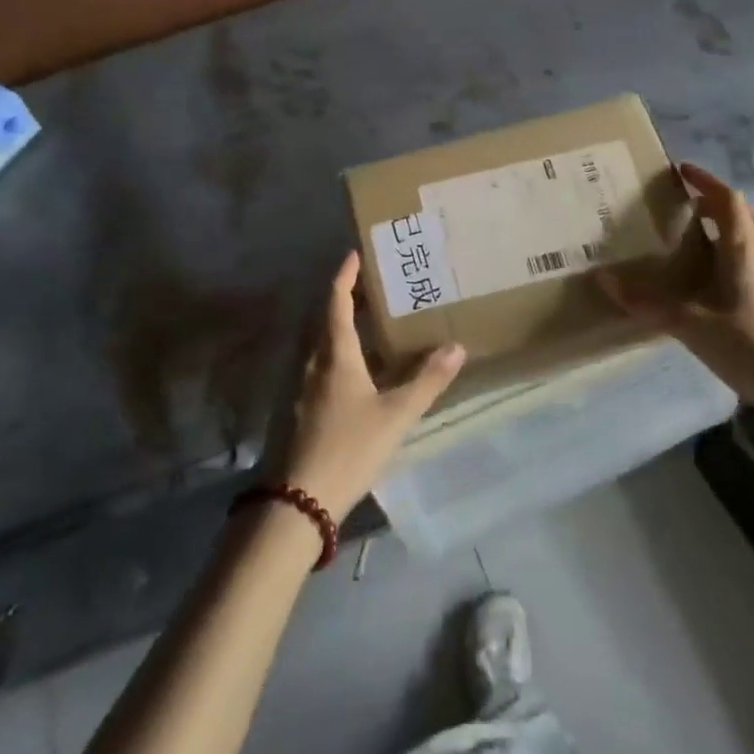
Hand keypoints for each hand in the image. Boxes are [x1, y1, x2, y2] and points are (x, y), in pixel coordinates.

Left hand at [266, 252, 465, 522]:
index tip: (354, 254)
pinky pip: (316, 365)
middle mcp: (312, 362)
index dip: (344, 276)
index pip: (336, 302)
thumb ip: (427, 381)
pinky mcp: (296, 408)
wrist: (298, 499)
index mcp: (335, 354)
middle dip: (344, 298)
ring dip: (337, 325)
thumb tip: (457, 347)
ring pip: (318, 343)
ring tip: (366, 323)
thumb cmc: (349, 447)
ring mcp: (299, 386)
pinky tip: (353, 370)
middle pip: (324, 318)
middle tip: (370, 287)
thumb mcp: (396, 415)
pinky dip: (334, 352)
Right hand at [602, 162, 753, 411]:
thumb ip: (647, 303)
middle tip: (686, 207)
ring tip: (700, 240)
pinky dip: (740, 252)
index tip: (680, 171)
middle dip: (716, 202)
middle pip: (746, 213)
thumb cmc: (749, 347)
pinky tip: (722, 280)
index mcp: (745, 251)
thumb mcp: (691, 325)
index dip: (705, 181)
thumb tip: (604, 280)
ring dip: (730, 227)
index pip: (727, 200)